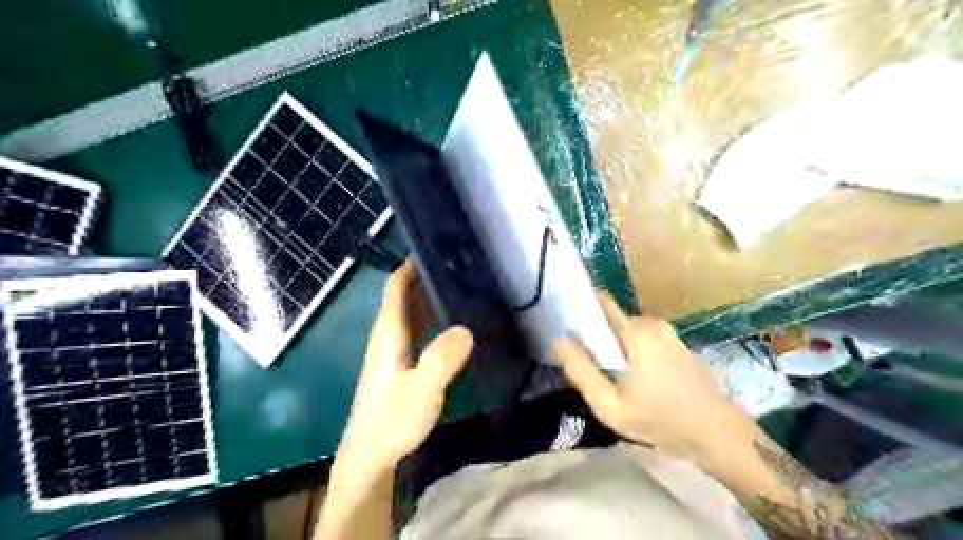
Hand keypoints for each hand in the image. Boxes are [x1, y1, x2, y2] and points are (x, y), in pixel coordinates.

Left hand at [336, 259, 474, 474]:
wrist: (369, 457)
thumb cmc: (392, 420)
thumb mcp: (422, 389)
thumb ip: (442, 358)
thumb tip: (465, 328)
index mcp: (388, 334)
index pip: (395, 287)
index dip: (409, 266)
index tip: (433, 250)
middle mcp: (387, 337)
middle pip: (403, 297)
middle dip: (424, 279)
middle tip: (458, 269)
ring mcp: (391, 353)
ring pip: (410, 316)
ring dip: (429, 300)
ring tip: (461, 291)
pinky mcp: (398, 367)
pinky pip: (416, 333)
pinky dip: (431, 322)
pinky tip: (451, 329)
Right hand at [553, 294, 734, 462]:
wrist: (714, 432)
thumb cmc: (659, 419)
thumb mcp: (609, 404)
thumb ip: (580, 371)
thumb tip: (557, 340)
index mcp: (635, 330)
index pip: (599, 302)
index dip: (578, 310)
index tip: (562, 325)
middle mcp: (650, 321)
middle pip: (609, 319)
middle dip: (593, 335)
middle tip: (584, 364)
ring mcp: (665, 330)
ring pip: (624, 330)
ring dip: (611, 345)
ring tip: (604, 373)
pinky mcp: (673, 341)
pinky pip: (639, 337)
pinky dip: (628, 349)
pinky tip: (628, 375)